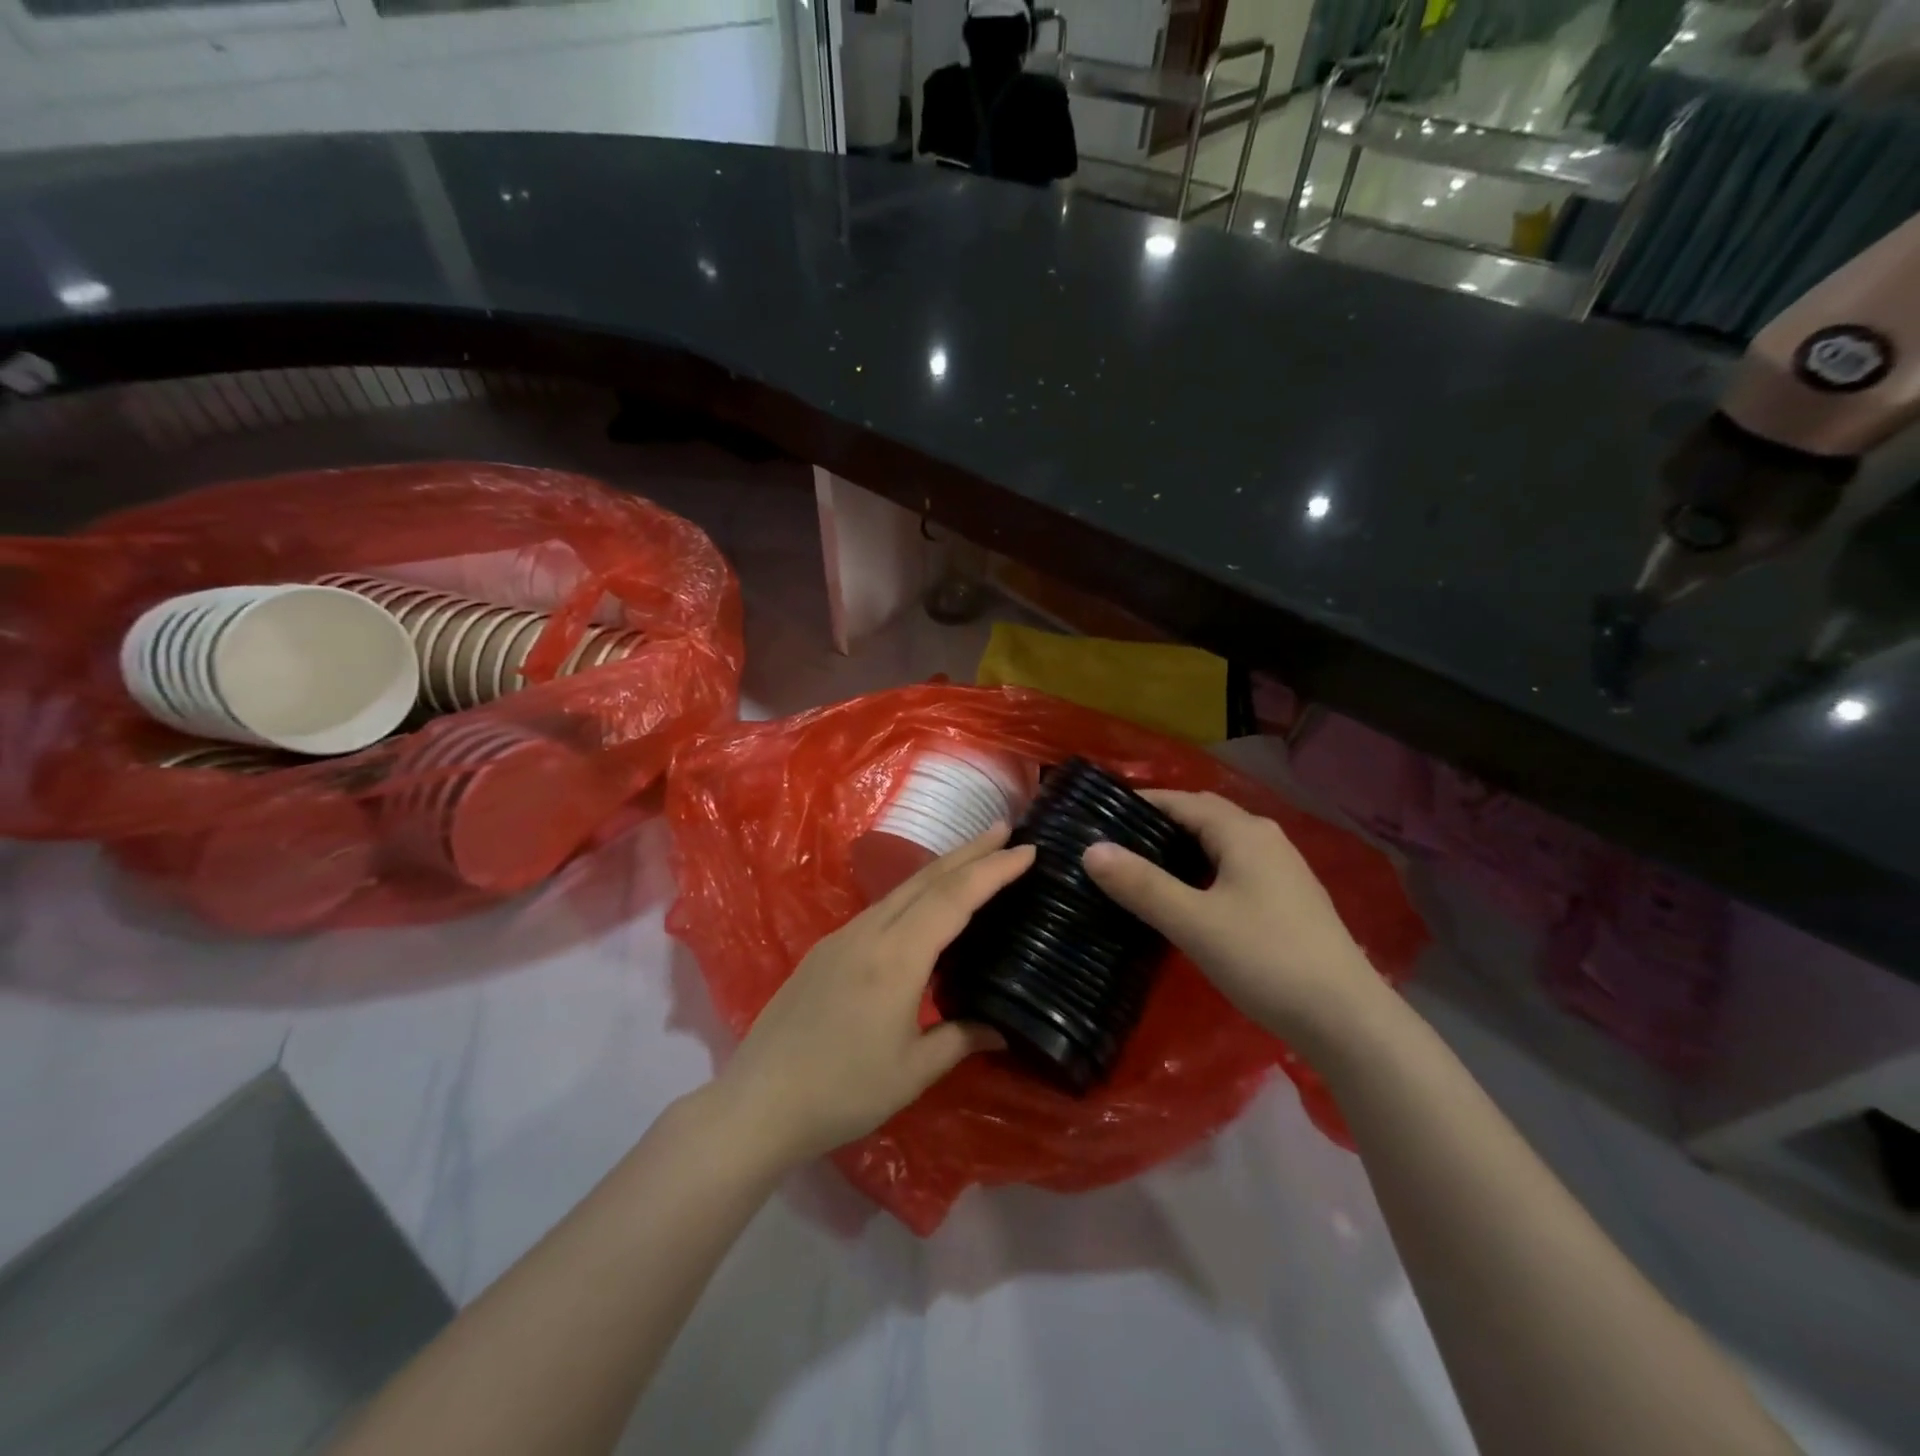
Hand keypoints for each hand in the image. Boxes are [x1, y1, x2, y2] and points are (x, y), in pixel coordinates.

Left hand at [711, 825, 1033, 1169]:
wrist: (759, 1102)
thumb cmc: (843, 1091)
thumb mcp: (913, 1072)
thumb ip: (961, 1039)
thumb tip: (1002, 1028)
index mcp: (897, 957)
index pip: (954, 898)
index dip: (993, 871)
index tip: (1027, 850)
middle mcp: (869, 932)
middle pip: (927, 879)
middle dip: (969, 851)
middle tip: (1005, 830)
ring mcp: (843, 936)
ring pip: (901, 889)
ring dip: (942, 869)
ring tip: (974, 859)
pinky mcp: (826, 949)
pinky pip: (881, 907)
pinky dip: (914, 893)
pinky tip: (923, 905)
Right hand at [1083, 791, 1380, 1042]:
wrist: (1346, 1019)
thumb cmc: (1265, 960)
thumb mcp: (1193, 922)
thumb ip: (1141, 884)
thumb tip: (1091, 849)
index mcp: (1243, 833)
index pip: (1182, 801)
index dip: (1141, 803)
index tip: (1100, 814)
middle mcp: (1266, 839)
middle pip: (1204, 816)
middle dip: (1161, 821)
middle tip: (1116, 841)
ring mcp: (1283, 869)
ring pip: (1221, 843)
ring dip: (1183, 847)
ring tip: (1142, 866)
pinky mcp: (1289, 899)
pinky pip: (1235, 867)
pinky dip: (1204, 869)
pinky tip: (1188, 897)